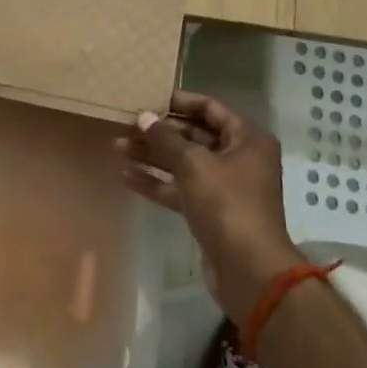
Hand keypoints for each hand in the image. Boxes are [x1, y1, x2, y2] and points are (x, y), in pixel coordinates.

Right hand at [120, 90, 307, 325]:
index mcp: (246, 139)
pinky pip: (180, 189)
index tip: (148, 98)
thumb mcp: (194, 164)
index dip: (179, 102)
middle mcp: (238, 158)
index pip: (210, 108)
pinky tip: (125, 175)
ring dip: (152, 156)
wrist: (249, 270)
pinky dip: (156, 182)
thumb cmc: (227, 204)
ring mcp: (224, 187)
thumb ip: (166, 139)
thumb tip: (144, 117)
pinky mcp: (210, 212)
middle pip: (194, 136)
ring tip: (117, 146)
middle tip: (126, 124)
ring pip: (184, 164)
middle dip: (160, 132)